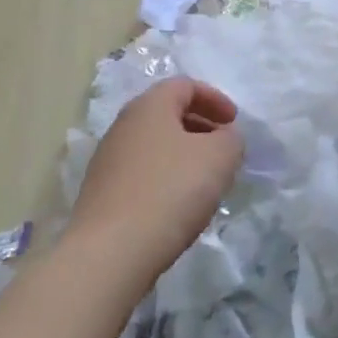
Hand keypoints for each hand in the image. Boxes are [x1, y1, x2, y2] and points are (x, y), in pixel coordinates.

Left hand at [69, 78, 244, 288]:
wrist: (111, 252)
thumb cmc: (170, 191)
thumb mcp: (219, 158)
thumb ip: (231, 139)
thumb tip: (225, 138)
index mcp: (149, 107)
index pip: (184, 85)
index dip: (214, 98)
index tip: (234, 123)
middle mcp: (123, 126)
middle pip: (167, 114)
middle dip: (200, 126)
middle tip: (224, 149)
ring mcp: (108, 160)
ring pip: (155, 145)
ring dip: (184, 155)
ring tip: (206, 181)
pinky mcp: (102, 193)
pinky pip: (143, 173)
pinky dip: (166, 178)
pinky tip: (179, 205)